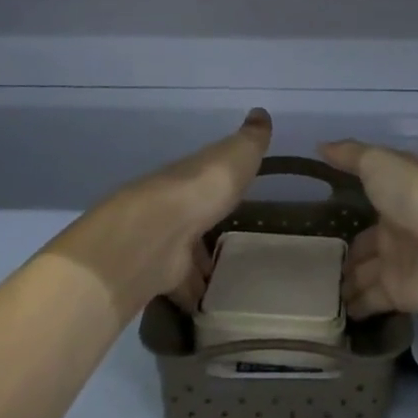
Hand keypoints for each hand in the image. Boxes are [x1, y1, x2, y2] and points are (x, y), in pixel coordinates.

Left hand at [61, 108, 271, 315]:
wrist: (157, 232)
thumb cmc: (203, 187)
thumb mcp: (237, 154)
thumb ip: (251, 138)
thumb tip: (260, 111)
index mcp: (194, 174)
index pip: (209, 173)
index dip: (223, 179)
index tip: (239, 187)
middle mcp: (176, 203)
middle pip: (195, 213)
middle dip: (209, 224)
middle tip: (234, 239)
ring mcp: (166, 240)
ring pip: (186, 250)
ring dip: (200, 262)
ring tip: (227, 278)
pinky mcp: (162, 273)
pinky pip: (182, 284)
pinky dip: (193, 293)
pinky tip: (211, 306)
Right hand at [323, 138, 417, 347]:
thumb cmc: (417, 196)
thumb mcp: (379, 163)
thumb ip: (350, 157)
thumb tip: (320, 146)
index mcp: (394, 194)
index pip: (366, 200)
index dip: (344, 205)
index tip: (317, 212)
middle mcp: (396, 229)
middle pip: (363, 243)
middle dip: (342, 252)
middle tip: (308, 262)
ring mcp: (398, 264)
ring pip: (362, 274)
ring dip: (343, 282)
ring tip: (310, 290)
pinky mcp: (399, 295)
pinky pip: (368, 301)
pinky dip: (352, 307)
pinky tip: (327, 312)